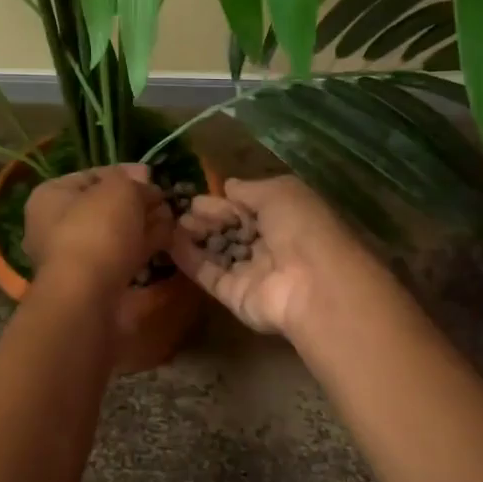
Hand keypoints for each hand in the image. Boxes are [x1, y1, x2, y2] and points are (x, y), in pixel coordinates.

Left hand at [24, 164, 170, 286]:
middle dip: (138, 203)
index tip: (152, 176)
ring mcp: (74, 260)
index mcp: (49, 197)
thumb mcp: (119, 189)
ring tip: (175, 221)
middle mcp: (54, 228)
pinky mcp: (94, 286)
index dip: (124, 173)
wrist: (88, 297)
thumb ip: (134, 181)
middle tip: (167, 201)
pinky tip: (169, 244)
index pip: (90, 176)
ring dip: (144, 227)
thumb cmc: (96, 230)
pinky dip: (144, 251)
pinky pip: (123, 260)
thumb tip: (145, 184)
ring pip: (115, 236)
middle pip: (104, 208)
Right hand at [171, 176, 371, 337]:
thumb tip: (227, 185)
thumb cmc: (301, 228)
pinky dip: (190, 260)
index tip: (197, 196)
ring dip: (196, 237)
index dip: (224, 202)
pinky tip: (170, 244)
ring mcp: (252, 273)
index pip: (249, 208)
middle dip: (208, 218)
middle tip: (181, 210)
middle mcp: (270, 246)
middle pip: (232, 230)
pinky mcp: (235, 296)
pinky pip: (209, 275)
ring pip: (219, 252)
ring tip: (171, 224)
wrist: (312, 283)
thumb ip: (250, 188)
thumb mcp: (279, 192)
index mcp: (286, 219)